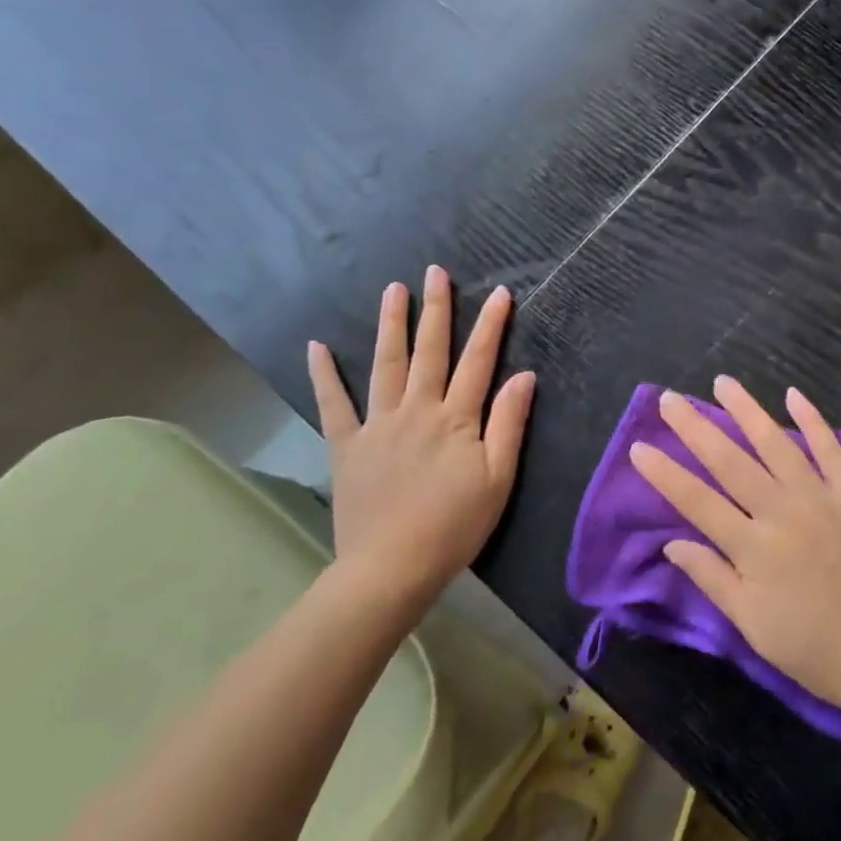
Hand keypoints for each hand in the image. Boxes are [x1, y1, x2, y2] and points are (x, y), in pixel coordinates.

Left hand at [307, 266, 536, 611]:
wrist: (391, 568)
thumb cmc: (454, 525)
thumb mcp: (498, 478)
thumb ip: (509, 423)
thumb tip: (524, 375)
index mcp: (456, 419)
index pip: (478, 361)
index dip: (490, 325)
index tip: (499, 292)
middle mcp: (417, 410)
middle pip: (429, 351)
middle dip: (436, 309)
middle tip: (435, 272)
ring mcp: (378, 425)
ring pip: (386, 364)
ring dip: (391, 324)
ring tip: (392, 289)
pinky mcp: (347, 446)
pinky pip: (333, 405)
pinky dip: (324, 375)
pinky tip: (316, 347)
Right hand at [630, 376, 840, 722]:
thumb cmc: (819, 652)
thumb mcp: (755, 628)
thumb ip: (714, 580)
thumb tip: (672, 544)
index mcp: (753, 548)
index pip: (696, 501)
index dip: (664, 473)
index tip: (639, 446)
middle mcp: (781, 511)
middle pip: (729, 461)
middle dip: (695, 428)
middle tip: (669, 398)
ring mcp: (821, 496)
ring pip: (775, 443)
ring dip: (746, 410)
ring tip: (722, 382)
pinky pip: (830, 448)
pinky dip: (812, 419)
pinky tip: (793, 394)